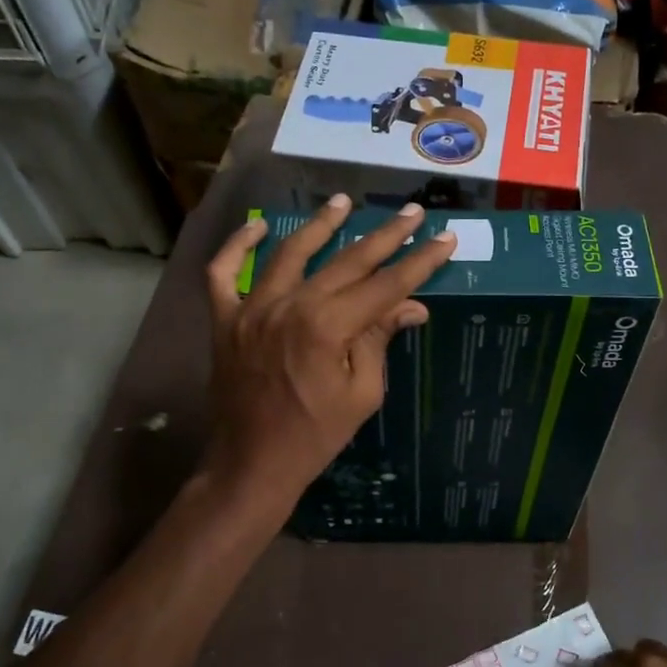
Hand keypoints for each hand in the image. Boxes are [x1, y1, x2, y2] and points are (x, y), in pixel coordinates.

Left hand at [202, 195, 455, 509]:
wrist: (252, 464)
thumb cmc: (315, 436)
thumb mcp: (361, 394)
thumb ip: (379, 341)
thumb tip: (412, 307)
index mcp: (327, 327)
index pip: (384, 286)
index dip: (418, 262)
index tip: (444, 239)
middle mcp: (290, 305)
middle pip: (346, 261)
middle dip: (384, 236)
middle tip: (412, 212)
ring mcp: (251, 308)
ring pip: (289, 252)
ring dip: (320, 225)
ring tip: (344, 201)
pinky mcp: (225, 319)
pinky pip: (223, 273)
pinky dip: (237, 246)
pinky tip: (259, 227)